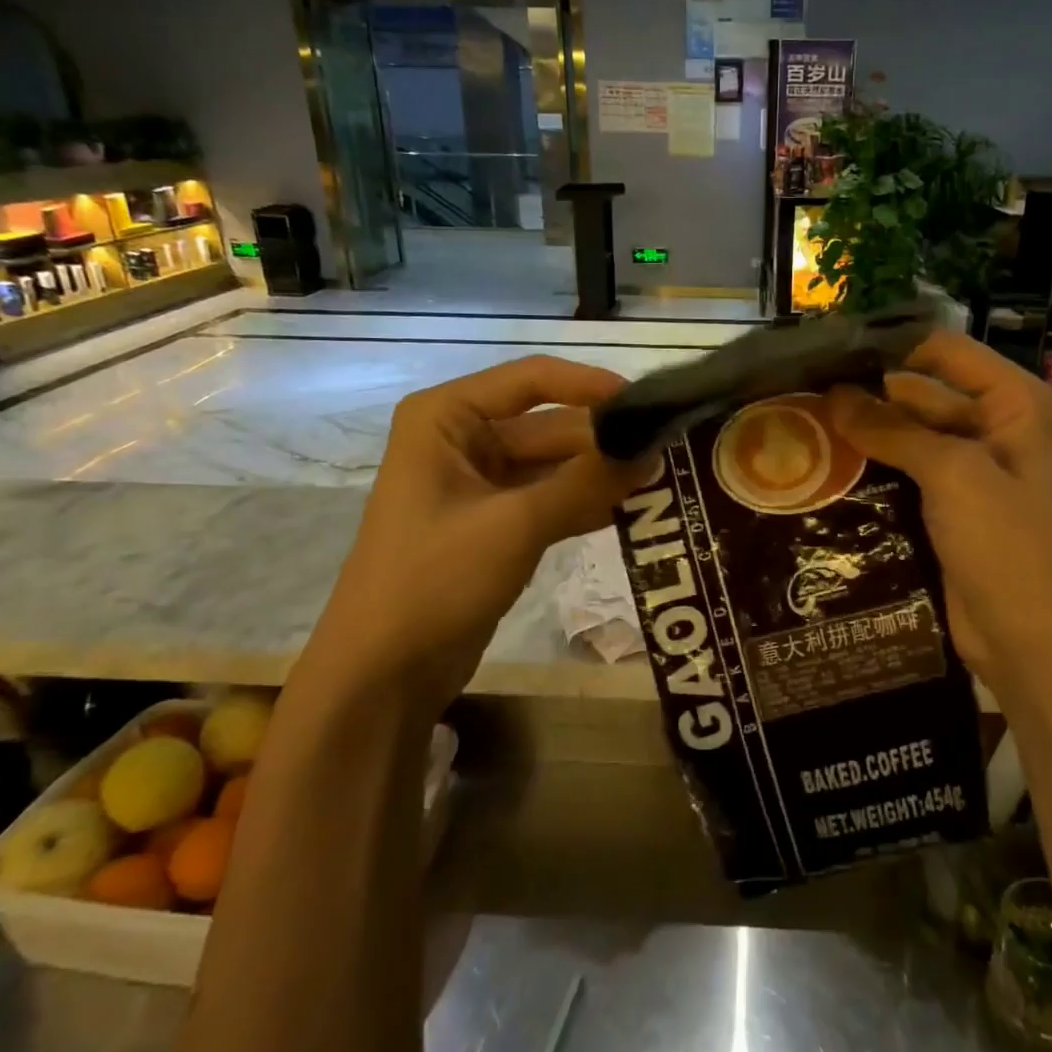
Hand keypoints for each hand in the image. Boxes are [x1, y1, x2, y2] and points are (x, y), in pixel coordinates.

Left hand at [298, 356, 646, 712]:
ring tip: (661, 479)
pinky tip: (632, 509)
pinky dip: (585, 504)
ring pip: (554, 466)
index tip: (648, 404)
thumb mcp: (515, 524)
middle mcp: (463, 440)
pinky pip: (550, 500)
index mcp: (448, 417)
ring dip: (601, 474)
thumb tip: (652, 448)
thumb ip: (586, 482)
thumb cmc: (434, 580)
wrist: (383, 672)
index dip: (591, 386)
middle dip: (604, 441)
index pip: (532, 379)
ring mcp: (480, 485)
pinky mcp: (495, 525)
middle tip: (668, 452)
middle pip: (550, 425)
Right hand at [829, 333, 1051, 708]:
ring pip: (905, 437)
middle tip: (798, 392)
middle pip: (919, 393)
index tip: (827, 351)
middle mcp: (991, 426)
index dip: (888, 347)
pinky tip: (820, 468)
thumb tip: (834, 394)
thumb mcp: (953, 474)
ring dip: (862, 434)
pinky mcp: (946, 508)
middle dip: (865, 393)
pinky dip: (870, 470)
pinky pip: (902, 476)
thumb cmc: (1008, 545)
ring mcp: (968, 471)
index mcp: (1011, 403)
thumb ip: (893, 429)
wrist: (1033, 640)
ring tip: (798, 425)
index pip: (941, 351)